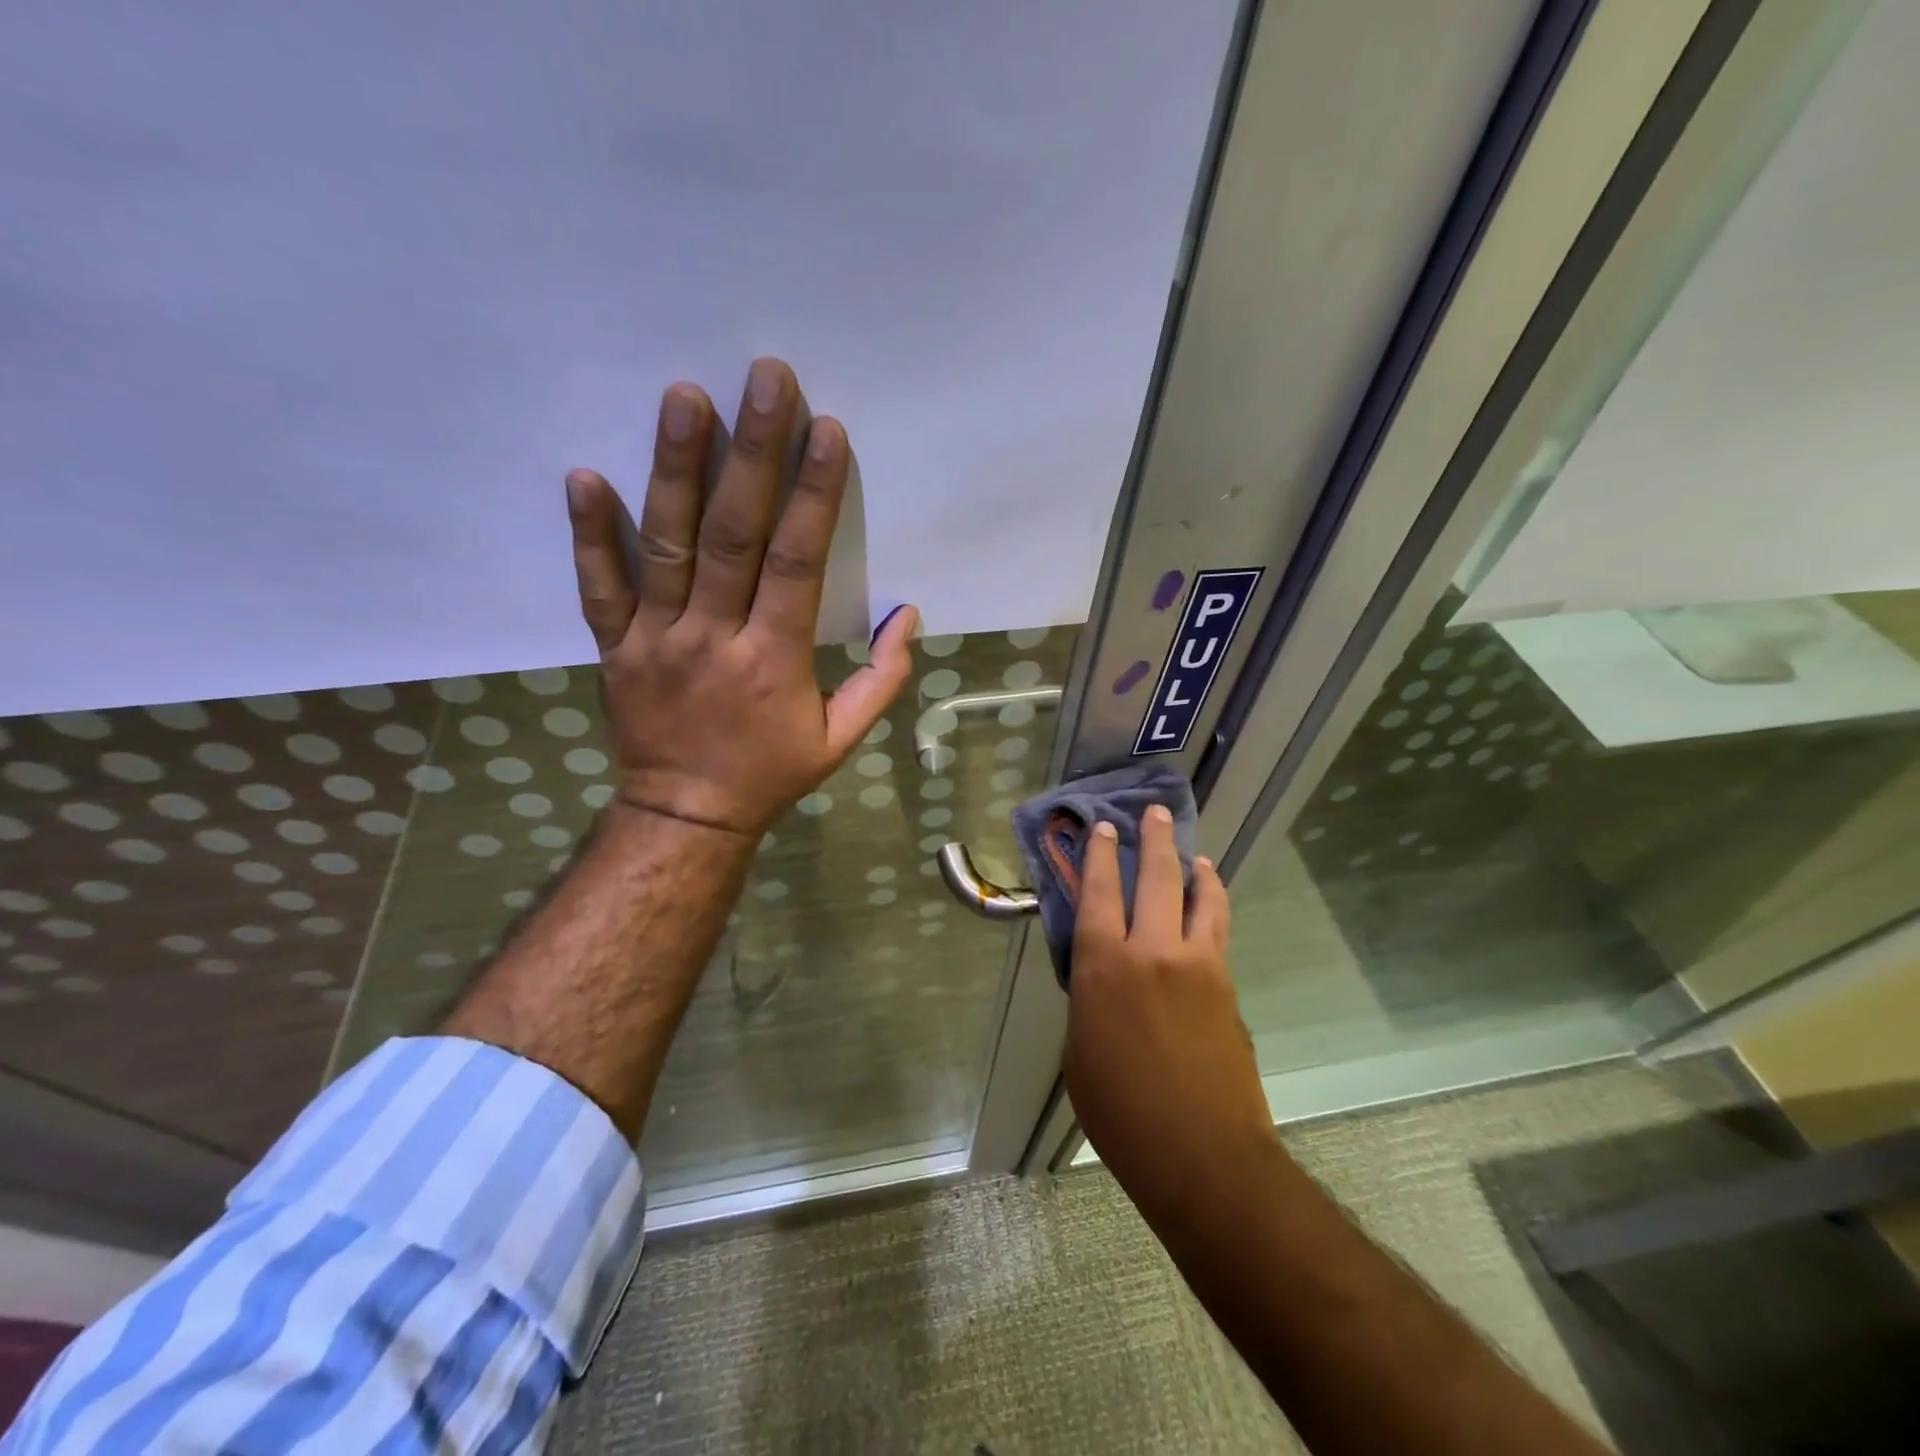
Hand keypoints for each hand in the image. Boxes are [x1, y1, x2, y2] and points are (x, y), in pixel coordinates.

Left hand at [563, 357, 918, 837]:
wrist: (686, 815)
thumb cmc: (770, 773)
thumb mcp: (840, 740)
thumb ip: (880, 681)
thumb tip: (908, 617)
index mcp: (773, 659)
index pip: (795, 563)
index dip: (813, 496)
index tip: (825, 431)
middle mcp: (713, 637)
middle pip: (732, 535)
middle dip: (752, 454)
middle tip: (763, 378)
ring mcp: (656, 638)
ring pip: (665, 545)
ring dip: (674, 469)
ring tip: (684, 398)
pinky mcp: (615, 647)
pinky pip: (597, 587)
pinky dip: (588, 534)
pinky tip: (583, 474)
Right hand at [1063, 807, 1277, 1224]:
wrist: (1202, 1154)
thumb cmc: (1122, 1111)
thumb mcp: (1080, 1051)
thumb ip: (1090, 1000)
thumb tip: (1102, 977)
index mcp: (1104, 967)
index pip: (1099, 891)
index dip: (1101, 855)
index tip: (1105, 828)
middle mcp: (1152, 951)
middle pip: (1155, 876)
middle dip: (1153, 838)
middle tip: (1155, 813)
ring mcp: (1197, 964)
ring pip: (1199, 895)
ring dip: (1193, 865)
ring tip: (1192, 852)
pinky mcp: (1227, 984)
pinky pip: (1218, 928)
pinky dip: (1213, 903)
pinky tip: (1210, 901)